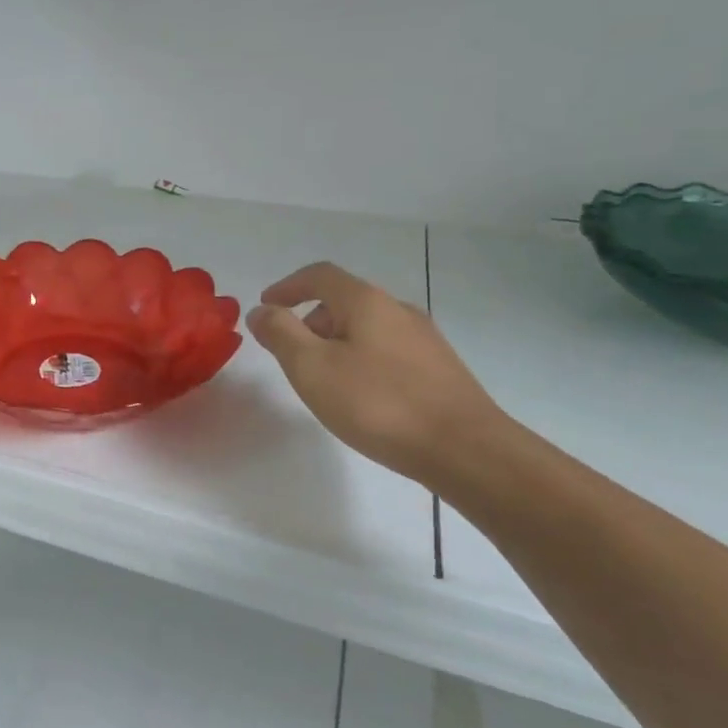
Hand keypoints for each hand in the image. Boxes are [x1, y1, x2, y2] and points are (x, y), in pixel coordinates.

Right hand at [246, 262, 505, 488]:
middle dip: (310, 320)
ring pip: (367, 328)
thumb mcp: (312, 367)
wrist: (466, 451)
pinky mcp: (439, 370)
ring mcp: (424, 340)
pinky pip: (387, 351)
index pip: (320, 276)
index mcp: (366, 302)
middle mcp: (398, 311)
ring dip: (336, 342)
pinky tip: (361, 397)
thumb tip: (262, 312)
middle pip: (345, 301)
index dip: (288, 286)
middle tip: (290, 353)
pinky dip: (361, 360)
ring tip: (323, 380)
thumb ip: (280, 334)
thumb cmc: (378, 403)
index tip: (266, 307)